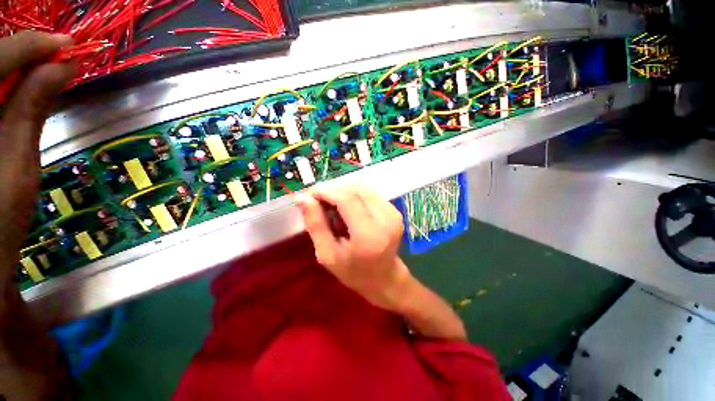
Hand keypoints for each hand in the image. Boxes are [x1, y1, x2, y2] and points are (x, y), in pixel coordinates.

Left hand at [0, 31, 75, 284]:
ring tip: (38, 67)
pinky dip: (3, 80)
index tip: (67, 44)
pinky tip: (17, 84)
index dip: (31, 46)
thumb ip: (32, 107)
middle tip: (53, 54)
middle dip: (19, 51)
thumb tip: (62, 65)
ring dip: (11, 64)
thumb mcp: (19, 163)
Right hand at [297, 183, 411, 312]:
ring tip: (333, 206)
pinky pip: (369, 192)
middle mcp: (385, 218)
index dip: (326, 191)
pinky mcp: (394, 209)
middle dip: (333, 190)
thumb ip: (316, 224)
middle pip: (355, 188)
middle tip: (319, 201)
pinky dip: (354, 195)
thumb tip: (303, 198)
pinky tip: (347, 209)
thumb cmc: (353, 272)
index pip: (347, 199)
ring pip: (362, 187)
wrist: (385, 277)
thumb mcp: (327, 254)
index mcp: (368, 234)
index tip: (310, 194)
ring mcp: (393, 212)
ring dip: (343, 191)